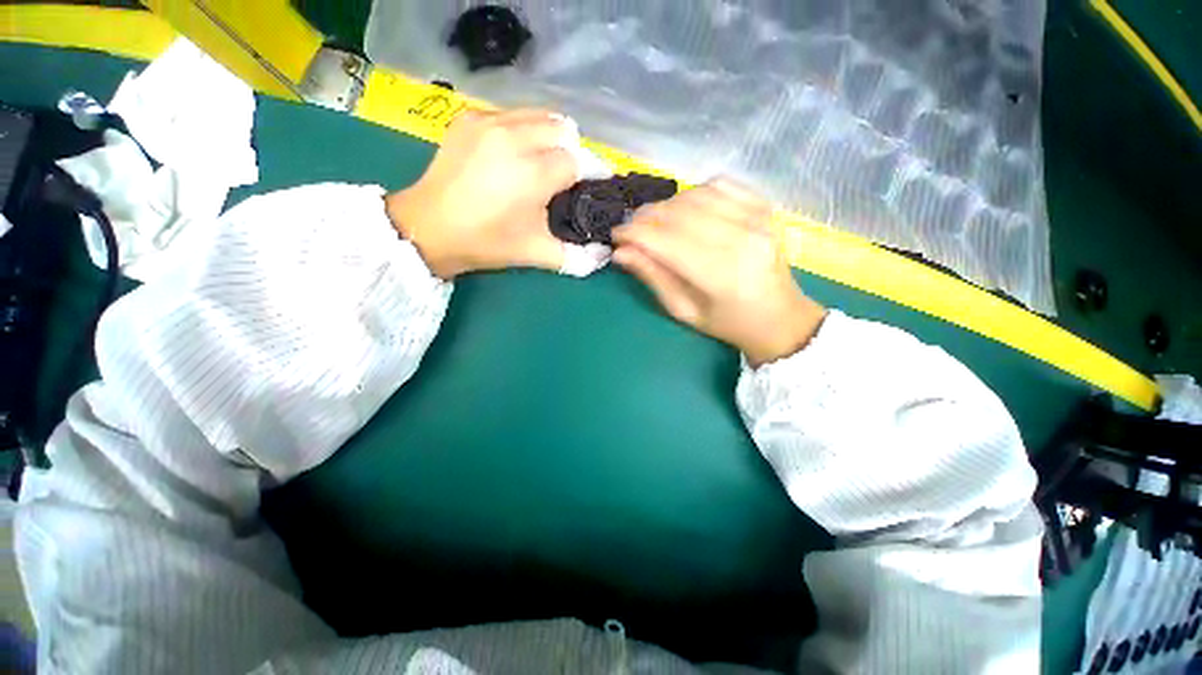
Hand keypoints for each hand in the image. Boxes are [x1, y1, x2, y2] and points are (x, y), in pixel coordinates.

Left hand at [385, 109, 578, 278]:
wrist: (430, 228)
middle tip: (567, 176)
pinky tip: (516, 153)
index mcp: (534, 173)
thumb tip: (603, 254)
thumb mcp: (536, 254)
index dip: (592, 172)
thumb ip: (576, 258)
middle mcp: (516, 138)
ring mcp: (489, 122)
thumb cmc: (487, 243)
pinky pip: (512, 114)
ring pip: (539, 115)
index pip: (579, 160)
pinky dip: (524, 130)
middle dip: (573, 151)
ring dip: (551, 136)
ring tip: (545, 161)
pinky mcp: (470, 118)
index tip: (595, 183)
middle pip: (563, 130)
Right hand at [612, 180, 826, 366]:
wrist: (779, 317)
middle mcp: (740, 238)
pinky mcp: (764, 207)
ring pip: (695, 195)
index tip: (616, 236)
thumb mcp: (684, 310)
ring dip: (666, 205)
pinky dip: (694, 192)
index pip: (665, 240)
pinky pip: (720, 185)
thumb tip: (620, 252)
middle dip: (645, 217)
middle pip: (678, 213)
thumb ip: (653, 277)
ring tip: (655, 222)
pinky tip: (686, 208)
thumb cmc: (727, 322)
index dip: (634, 234)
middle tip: (631, 229)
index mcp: (719, 273)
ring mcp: (757, 217)